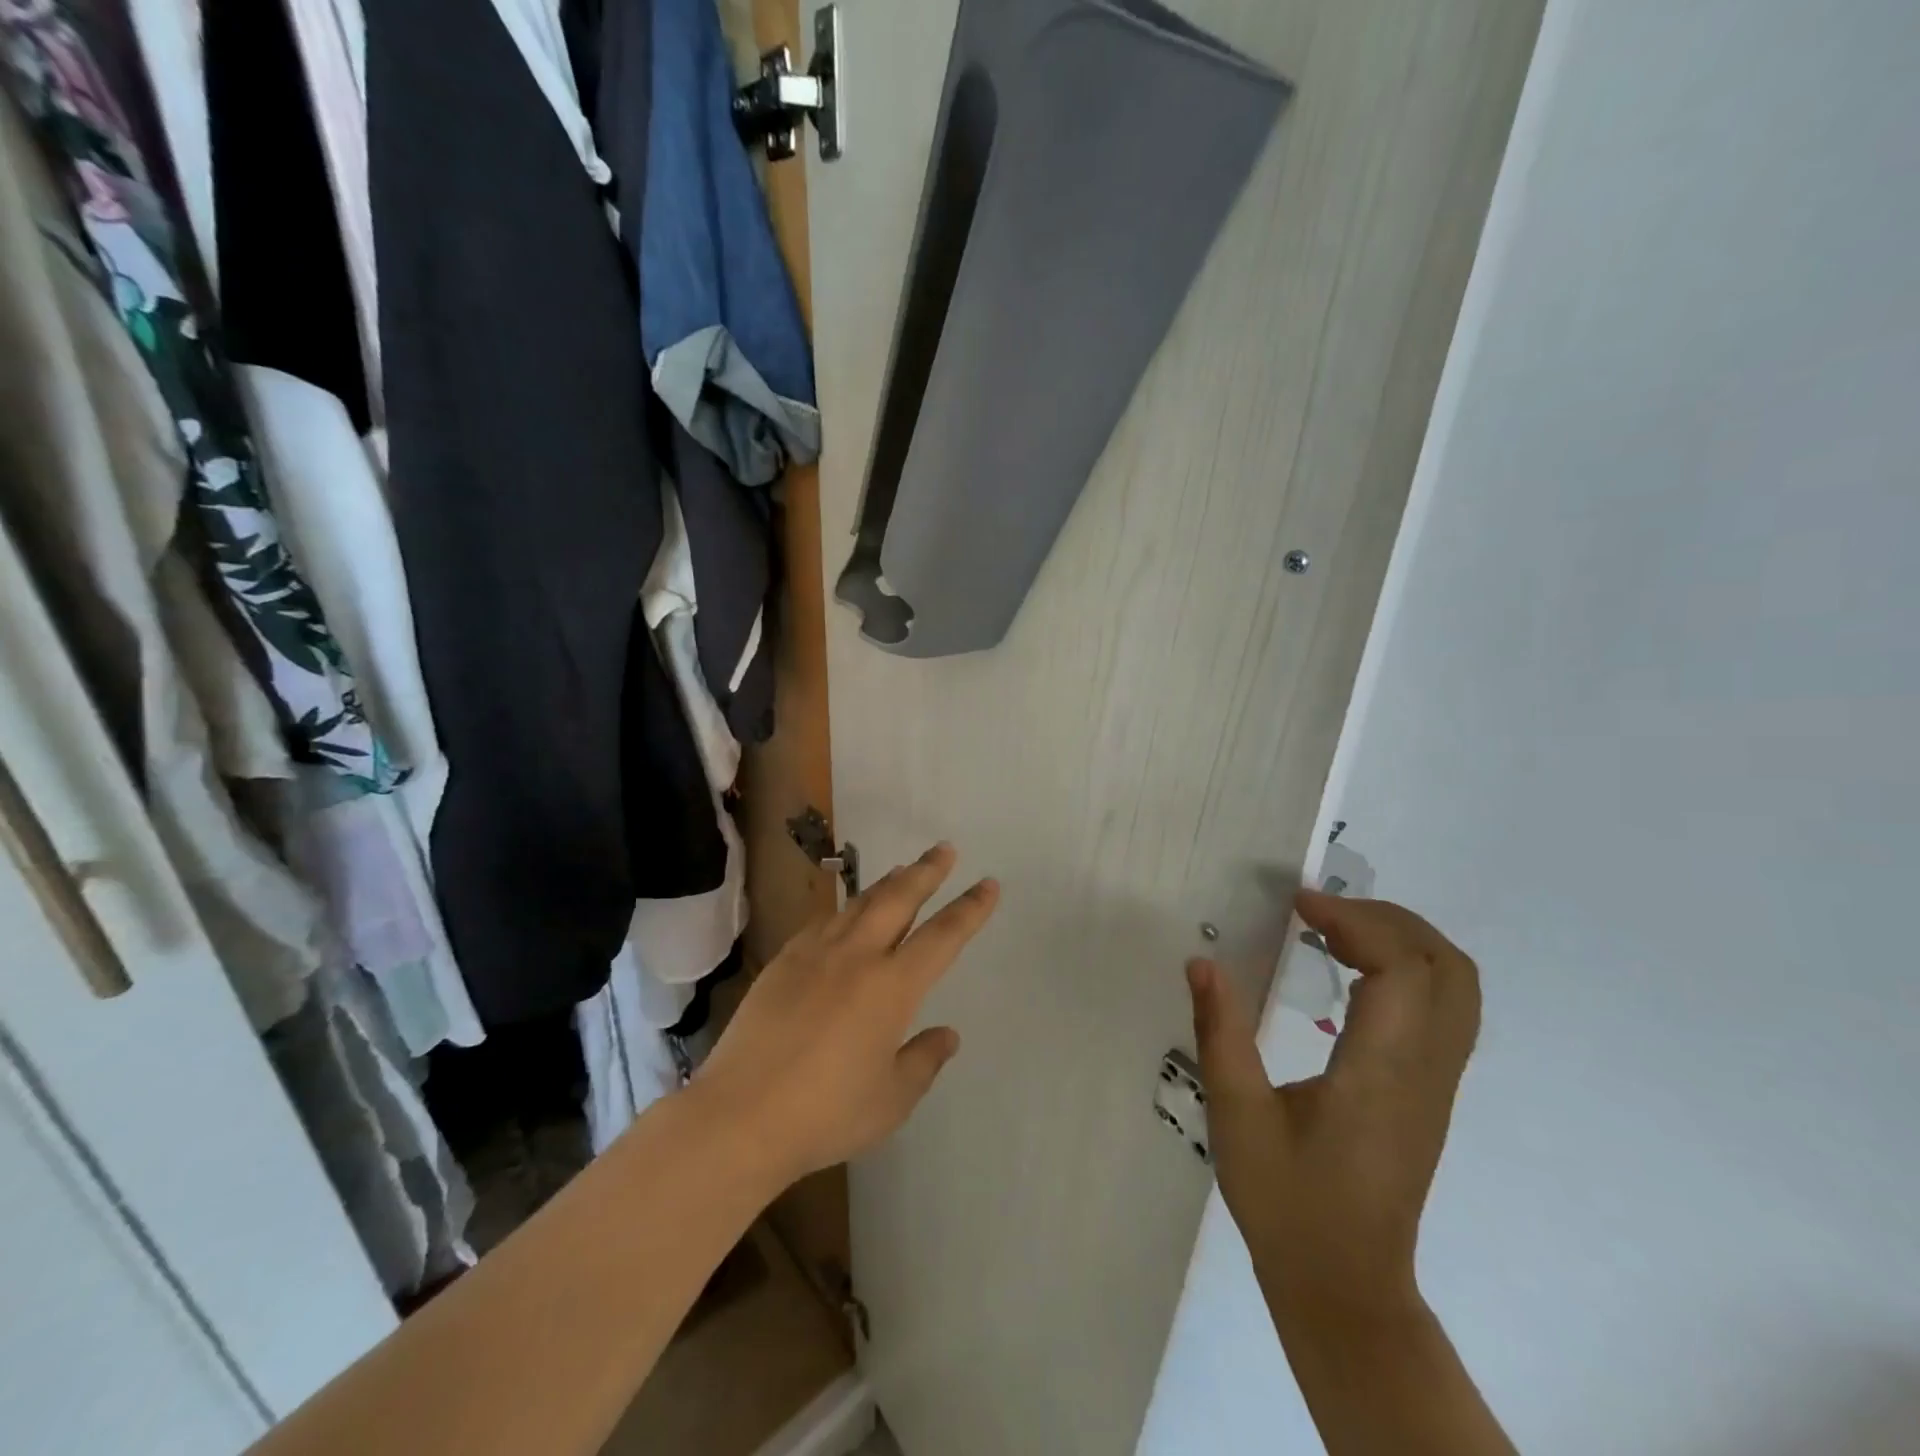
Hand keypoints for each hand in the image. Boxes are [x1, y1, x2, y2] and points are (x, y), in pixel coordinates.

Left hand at [695, 843, 999, 1189]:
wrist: (739, 1116)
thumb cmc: (825, 1113)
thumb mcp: (891, 1100)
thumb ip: (923, 1062)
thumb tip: (946, 1035)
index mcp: (892, 987)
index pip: (943, 936)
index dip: (969, 909)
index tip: (988, 883)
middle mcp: (857, 957)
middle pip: (899, 899)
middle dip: (926, 871)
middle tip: (944, 849)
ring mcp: (815, 954)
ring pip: (859, 903)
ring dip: (886, 883)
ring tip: (902, 869)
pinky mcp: (783, 962)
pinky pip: (823, 922)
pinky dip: (845, 909)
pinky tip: (846, 912)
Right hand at [1187, 890, 1480, 1314]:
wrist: (1346, 1286)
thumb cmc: (1287, 1202)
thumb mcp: (1237, 1116)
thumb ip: (1220, 1033)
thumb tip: (1201, 961)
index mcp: (1382, 1075)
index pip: (1402, 971)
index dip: (1356, 921)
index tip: (1298, 904)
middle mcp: (1426, 1072)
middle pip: (1448, 968)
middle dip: (1387, 919)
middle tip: (1320, 908)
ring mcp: (1437, 1084)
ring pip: (1457, 987)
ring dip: (1403, 939)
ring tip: (1335, 928)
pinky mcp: (1430, 1092)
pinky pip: (1444, 1009)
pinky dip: (1408, 967)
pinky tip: (1351, 972)